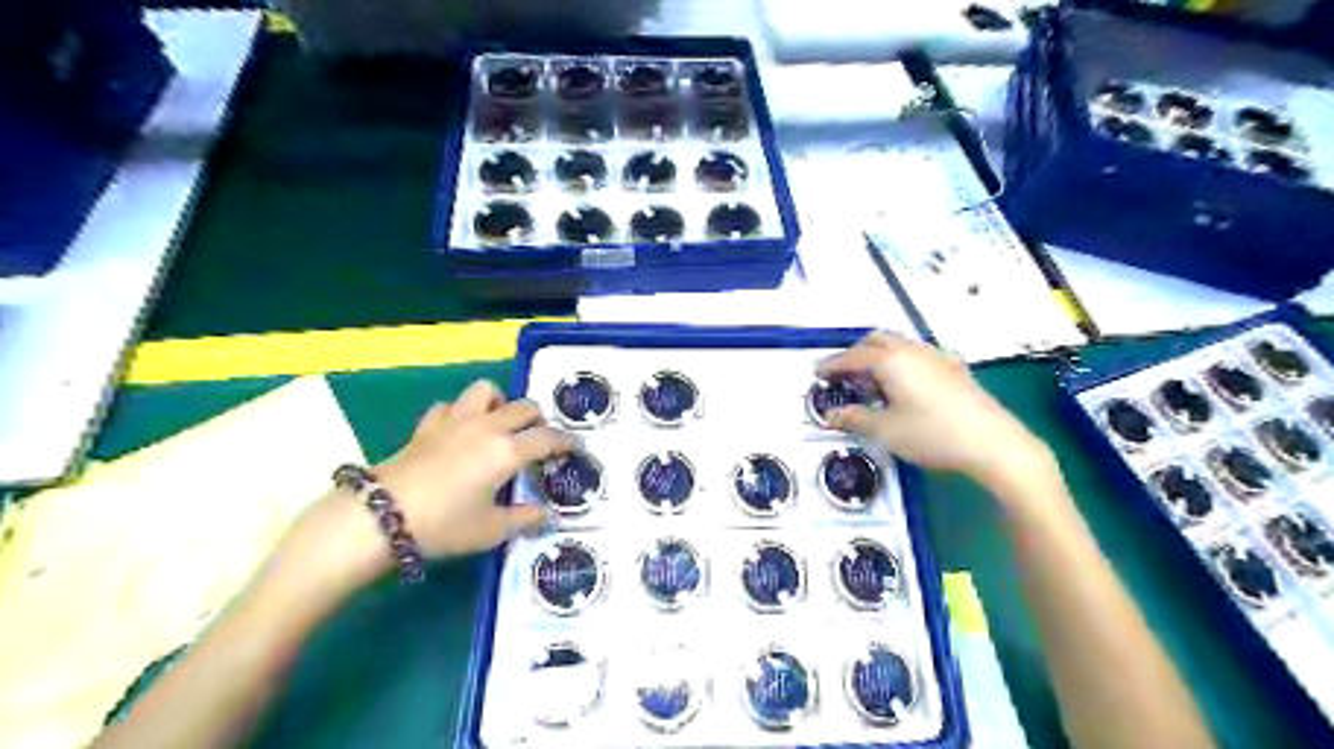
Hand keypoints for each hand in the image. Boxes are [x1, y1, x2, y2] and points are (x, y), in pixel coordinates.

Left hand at [368, 381, 571, 556]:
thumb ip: (524, 519)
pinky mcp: (428, 425)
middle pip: (524, 407)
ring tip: (499, 424)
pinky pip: (451, 406)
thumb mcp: (491, 530)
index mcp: (509, 450)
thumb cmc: (445, 524)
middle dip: (538, 419)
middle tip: (539, 438)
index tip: (576, 448)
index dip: (567, 441)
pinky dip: (461, 413)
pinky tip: (459, 430)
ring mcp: (456, 421)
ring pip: (486, 391)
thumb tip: (546, 515)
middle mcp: (487, 427)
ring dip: (499, 403)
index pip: (548, 437)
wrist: (382, 516)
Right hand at [820, 330, 1057, 494]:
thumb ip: (854, 418)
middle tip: (843, 374)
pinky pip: (917, 354)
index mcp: (891, 361)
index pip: (853, 357)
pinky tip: (904, 385)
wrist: (994, 443)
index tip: (816, 373)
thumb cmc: (932, 434)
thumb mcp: (886, 431)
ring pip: (899, 345)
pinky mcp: (954, 368)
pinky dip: (900, 362)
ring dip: (879, 356)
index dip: (832, 365)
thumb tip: (830, 415)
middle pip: (877, 340)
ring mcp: (937, 356)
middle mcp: (912, 350)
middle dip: (856, 353)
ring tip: (871, 383)